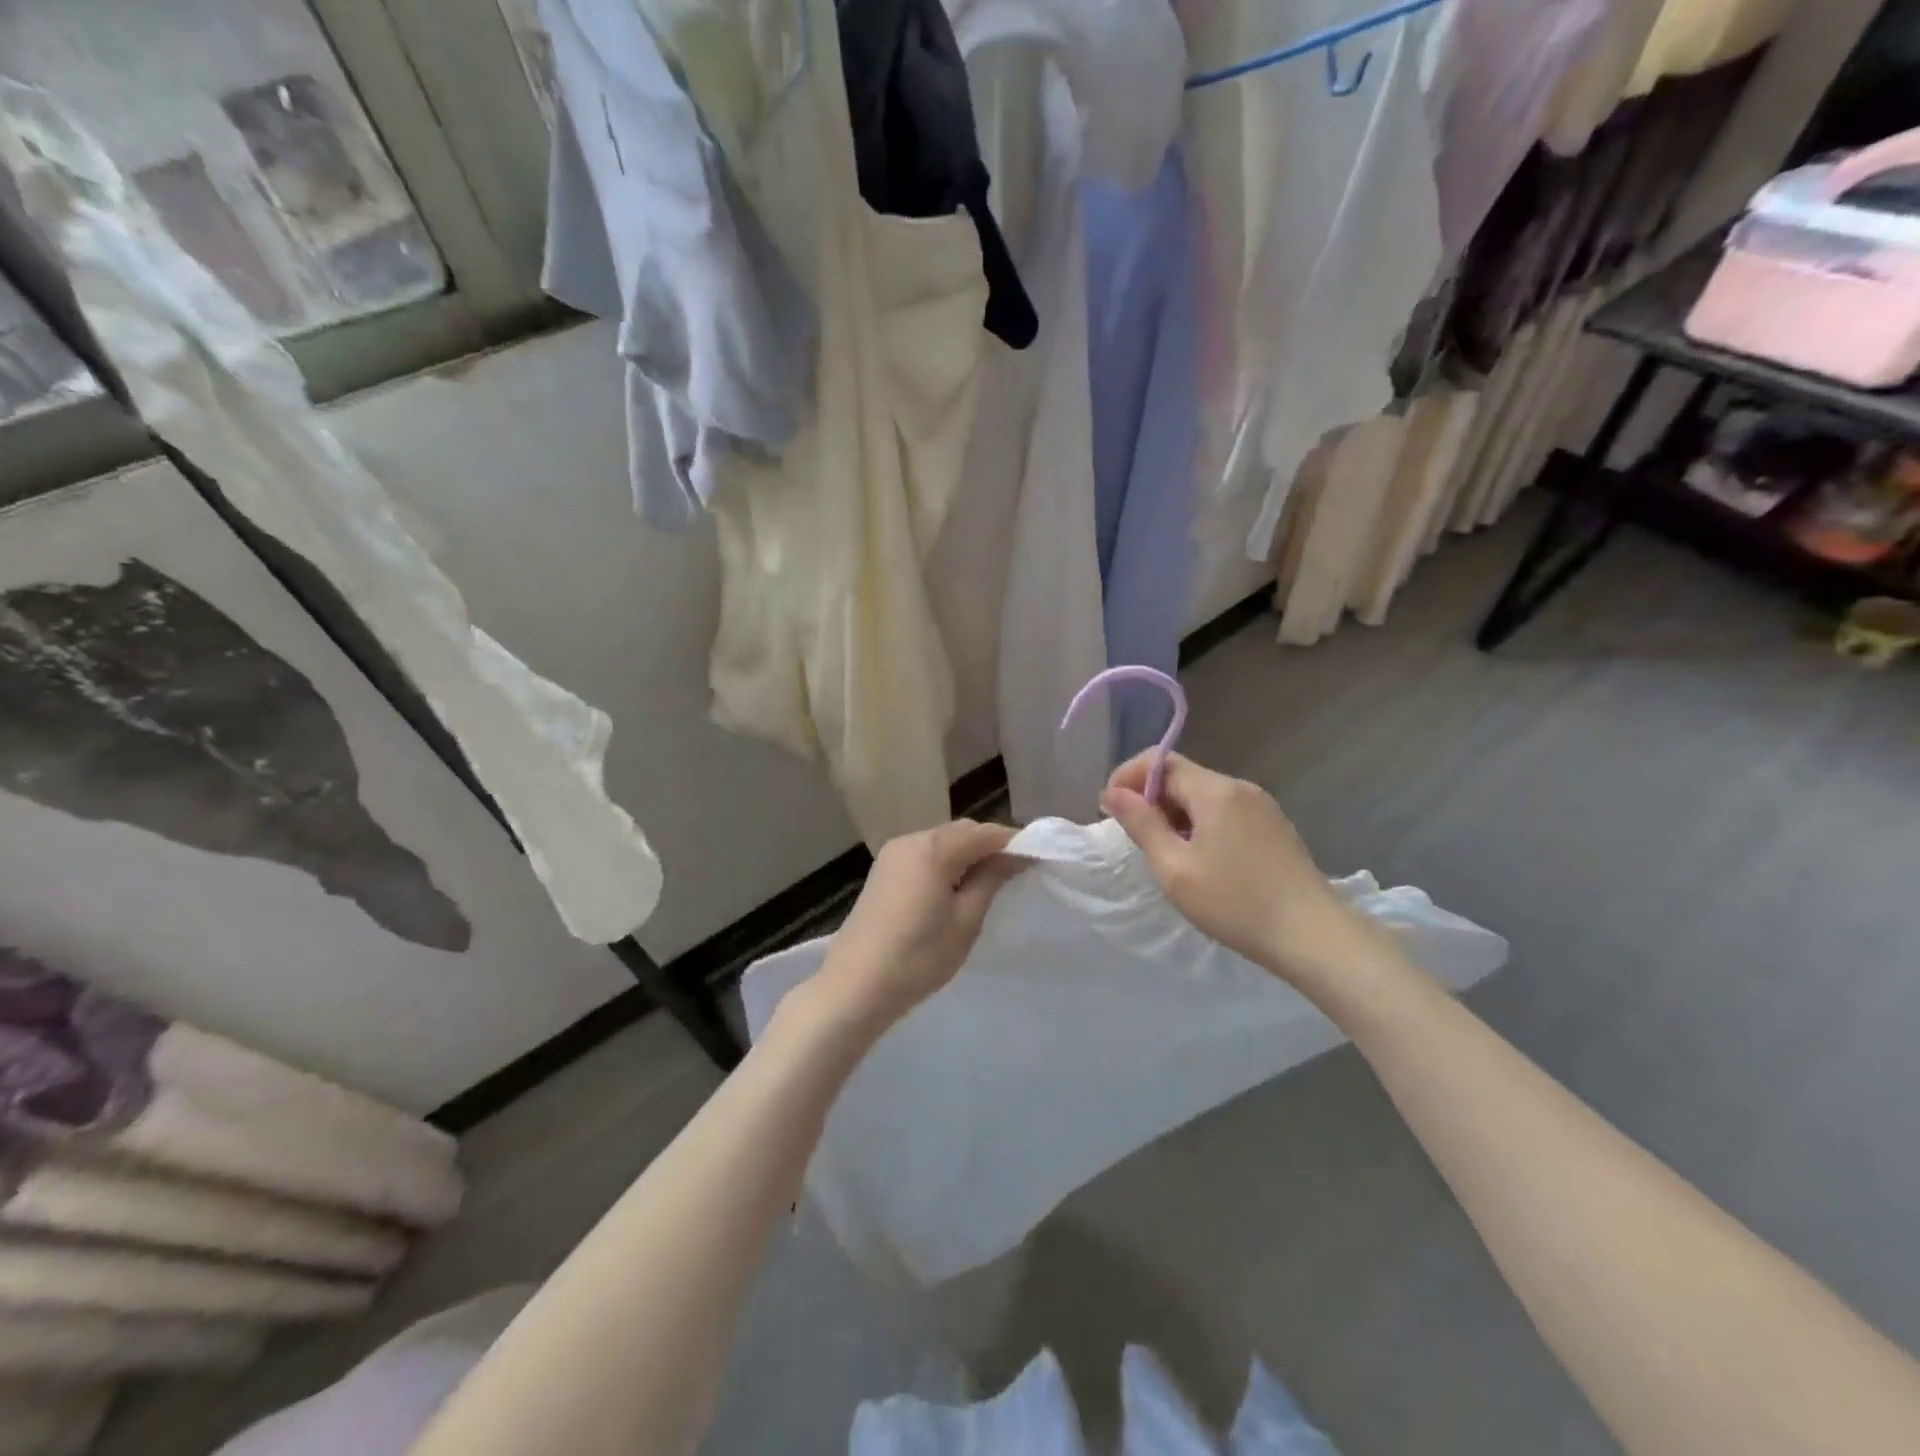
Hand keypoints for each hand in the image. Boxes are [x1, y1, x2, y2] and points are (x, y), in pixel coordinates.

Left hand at [813, 820, 1024, 1033]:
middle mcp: (912, 839)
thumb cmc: (918, 958)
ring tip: (988, 883)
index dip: (1014, 843)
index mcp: (934, 848)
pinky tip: (954, 888)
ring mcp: (893, 853)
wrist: (855, 986)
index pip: (985, 833)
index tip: (1037, 860)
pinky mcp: (883, 870)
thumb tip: (1015, 855)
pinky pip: (924, 853)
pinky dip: (945, 861)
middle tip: (1015, 873)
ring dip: (967, 853)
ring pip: (942, 841)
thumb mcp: (966, 921)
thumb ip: (991, 879)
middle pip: (961, 831)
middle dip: (990, 845)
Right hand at [1101, 751, 1365, 983]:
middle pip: (1182, 776)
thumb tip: (1113, 793)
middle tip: (1136, 840)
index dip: (1128, 777)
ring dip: (1175, 815)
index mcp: (1215, 791)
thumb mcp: (1175, 868)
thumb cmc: (1236, 903)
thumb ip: (1141, 824)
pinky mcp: (1274, 828)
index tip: (1111, 810)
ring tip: (1167, 855)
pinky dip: (1201, 825)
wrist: (1314, 937)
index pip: (1160, 761)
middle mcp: (1240, 788)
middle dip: (1150, 799)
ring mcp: (1262, 807)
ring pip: (1203, 796)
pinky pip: (1225, 812)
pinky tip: (1202, 861)